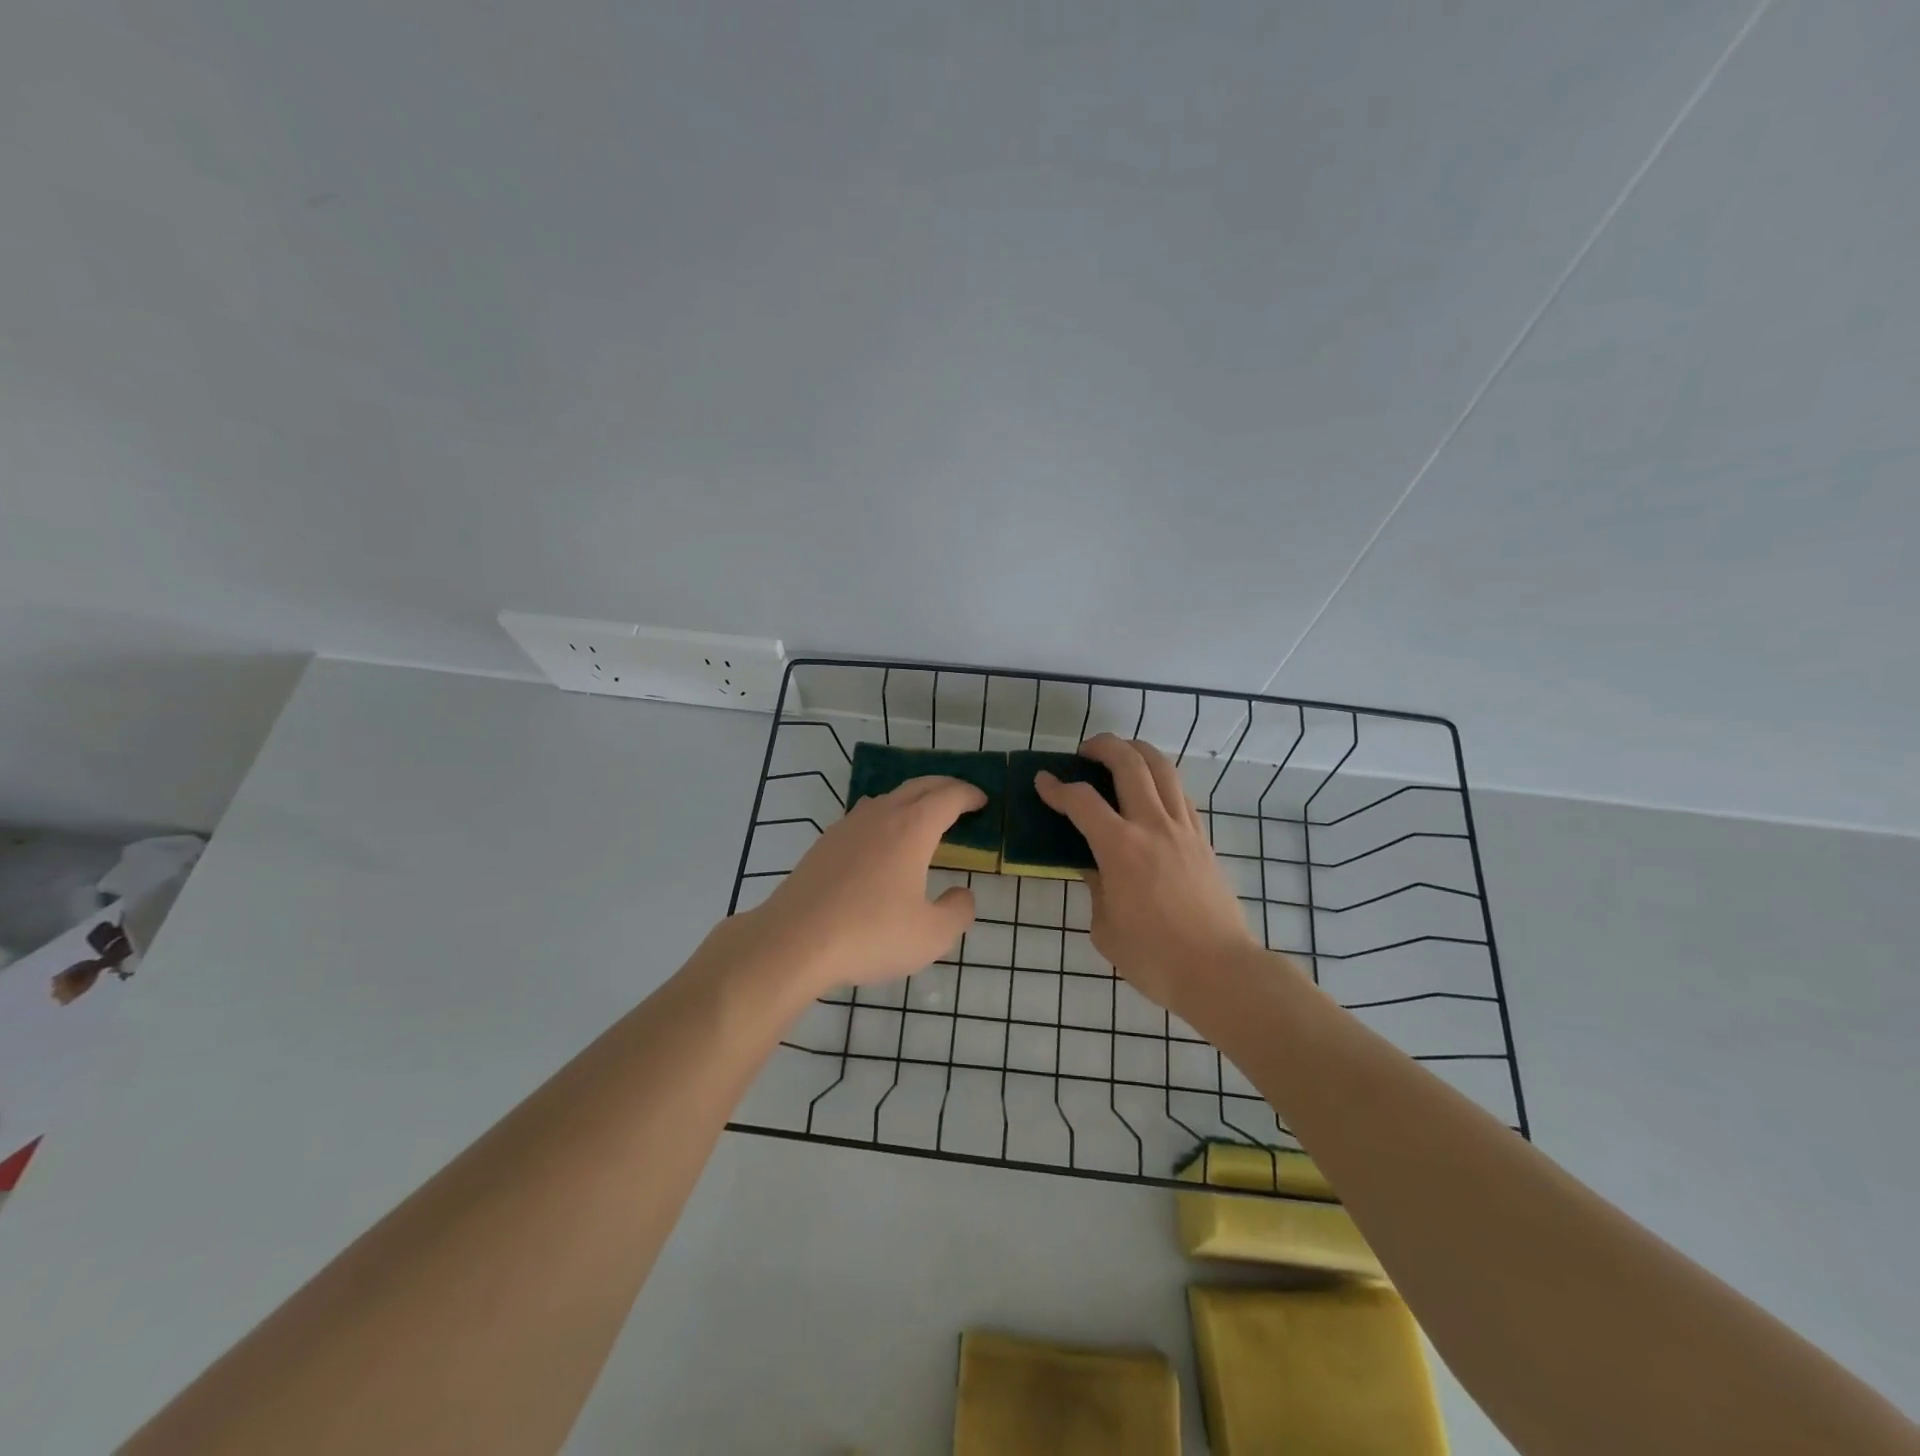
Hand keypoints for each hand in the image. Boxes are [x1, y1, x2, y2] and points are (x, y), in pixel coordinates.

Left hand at [741, 777, 983, 996]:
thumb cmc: (870, 934)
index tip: (982, 801)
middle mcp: (881, 816)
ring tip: (923, 816)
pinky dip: (885, 815)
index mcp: (913, 828)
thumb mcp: (931, 935)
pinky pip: (864, 815)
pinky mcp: (824, 843)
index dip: (969, 795)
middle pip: (918, 785)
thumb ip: (957, 911)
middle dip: (944, 786)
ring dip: (912, 797)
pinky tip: (881, 840)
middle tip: (961, 798)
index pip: (948, 796)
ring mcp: (848, 826)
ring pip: (887, 797)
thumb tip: (962, 894)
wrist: (794, 941)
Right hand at [1035, 734, 1260, 1019]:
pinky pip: (1180, 794)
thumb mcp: (1106, 927)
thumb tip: (1095, 865)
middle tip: (1084, 752)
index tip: (1042, 781)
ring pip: (1163, 769)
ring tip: (1121, 754)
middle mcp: (1153, 826)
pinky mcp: (1203, 840)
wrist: (1219, 972)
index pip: (1082, 801)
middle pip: (1129, 764)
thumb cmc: (1154, 958)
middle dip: (1103, 747)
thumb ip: (1096, 888)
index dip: (1057, 788)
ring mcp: (1183, 829)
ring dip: (1138, 751)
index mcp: (1121, 848)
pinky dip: (1161, 779)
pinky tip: (1150, 791)